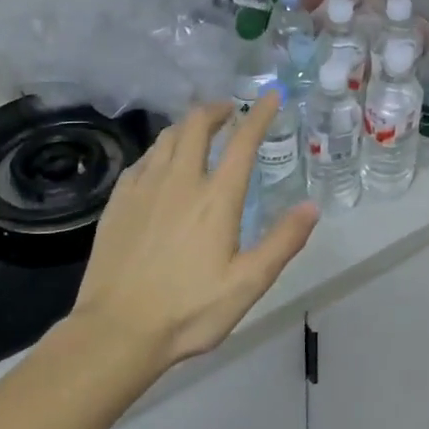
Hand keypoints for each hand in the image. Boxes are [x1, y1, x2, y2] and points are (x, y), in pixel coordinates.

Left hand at [65, 95, 319, 370]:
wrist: (116, 331)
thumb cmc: (189, 310)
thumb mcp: (249, 283)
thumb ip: (283, 242)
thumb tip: (312, 206)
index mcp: (216, 199)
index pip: (242, 142)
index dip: (259, 114)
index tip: (271, 96)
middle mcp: (179, 182)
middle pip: (196, 125)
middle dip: (216, 109)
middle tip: (230, 111)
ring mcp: (143, 189)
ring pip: (166, 138)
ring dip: (187, 126)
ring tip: (199, 131)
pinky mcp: (118, 203)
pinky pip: (142, 161)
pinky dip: (159, 150)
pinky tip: (160, 164)